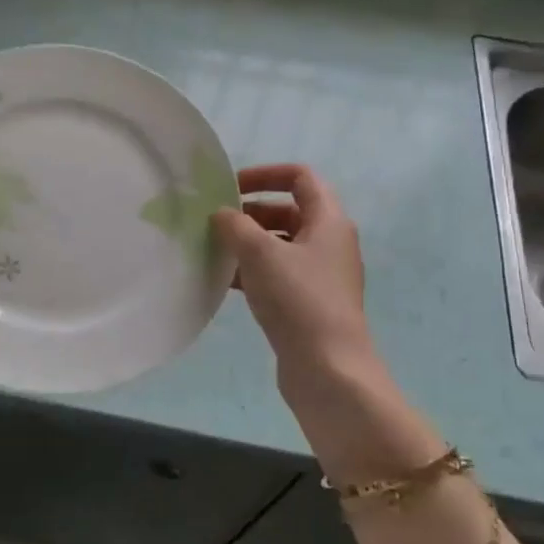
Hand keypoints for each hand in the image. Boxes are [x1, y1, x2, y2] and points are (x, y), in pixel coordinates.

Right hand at [213, 164, 373, 382]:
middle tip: (215, 222)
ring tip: (213, 250)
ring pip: (279, 245)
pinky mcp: (308, 303)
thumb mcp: (260, 253)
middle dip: (250, 212)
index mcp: (329, 220)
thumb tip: (221, 214)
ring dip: (247, 243)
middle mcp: (329, 242)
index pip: (300, 177)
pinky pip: (277, 274)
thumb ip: (235, 225)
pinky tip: (224, 282)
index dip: (265, 174)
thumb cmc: (298, 299)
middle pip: (288, 211)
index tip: (231, 187)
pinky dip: (252, 271)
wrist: (328, 369)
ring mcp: (320, 275)